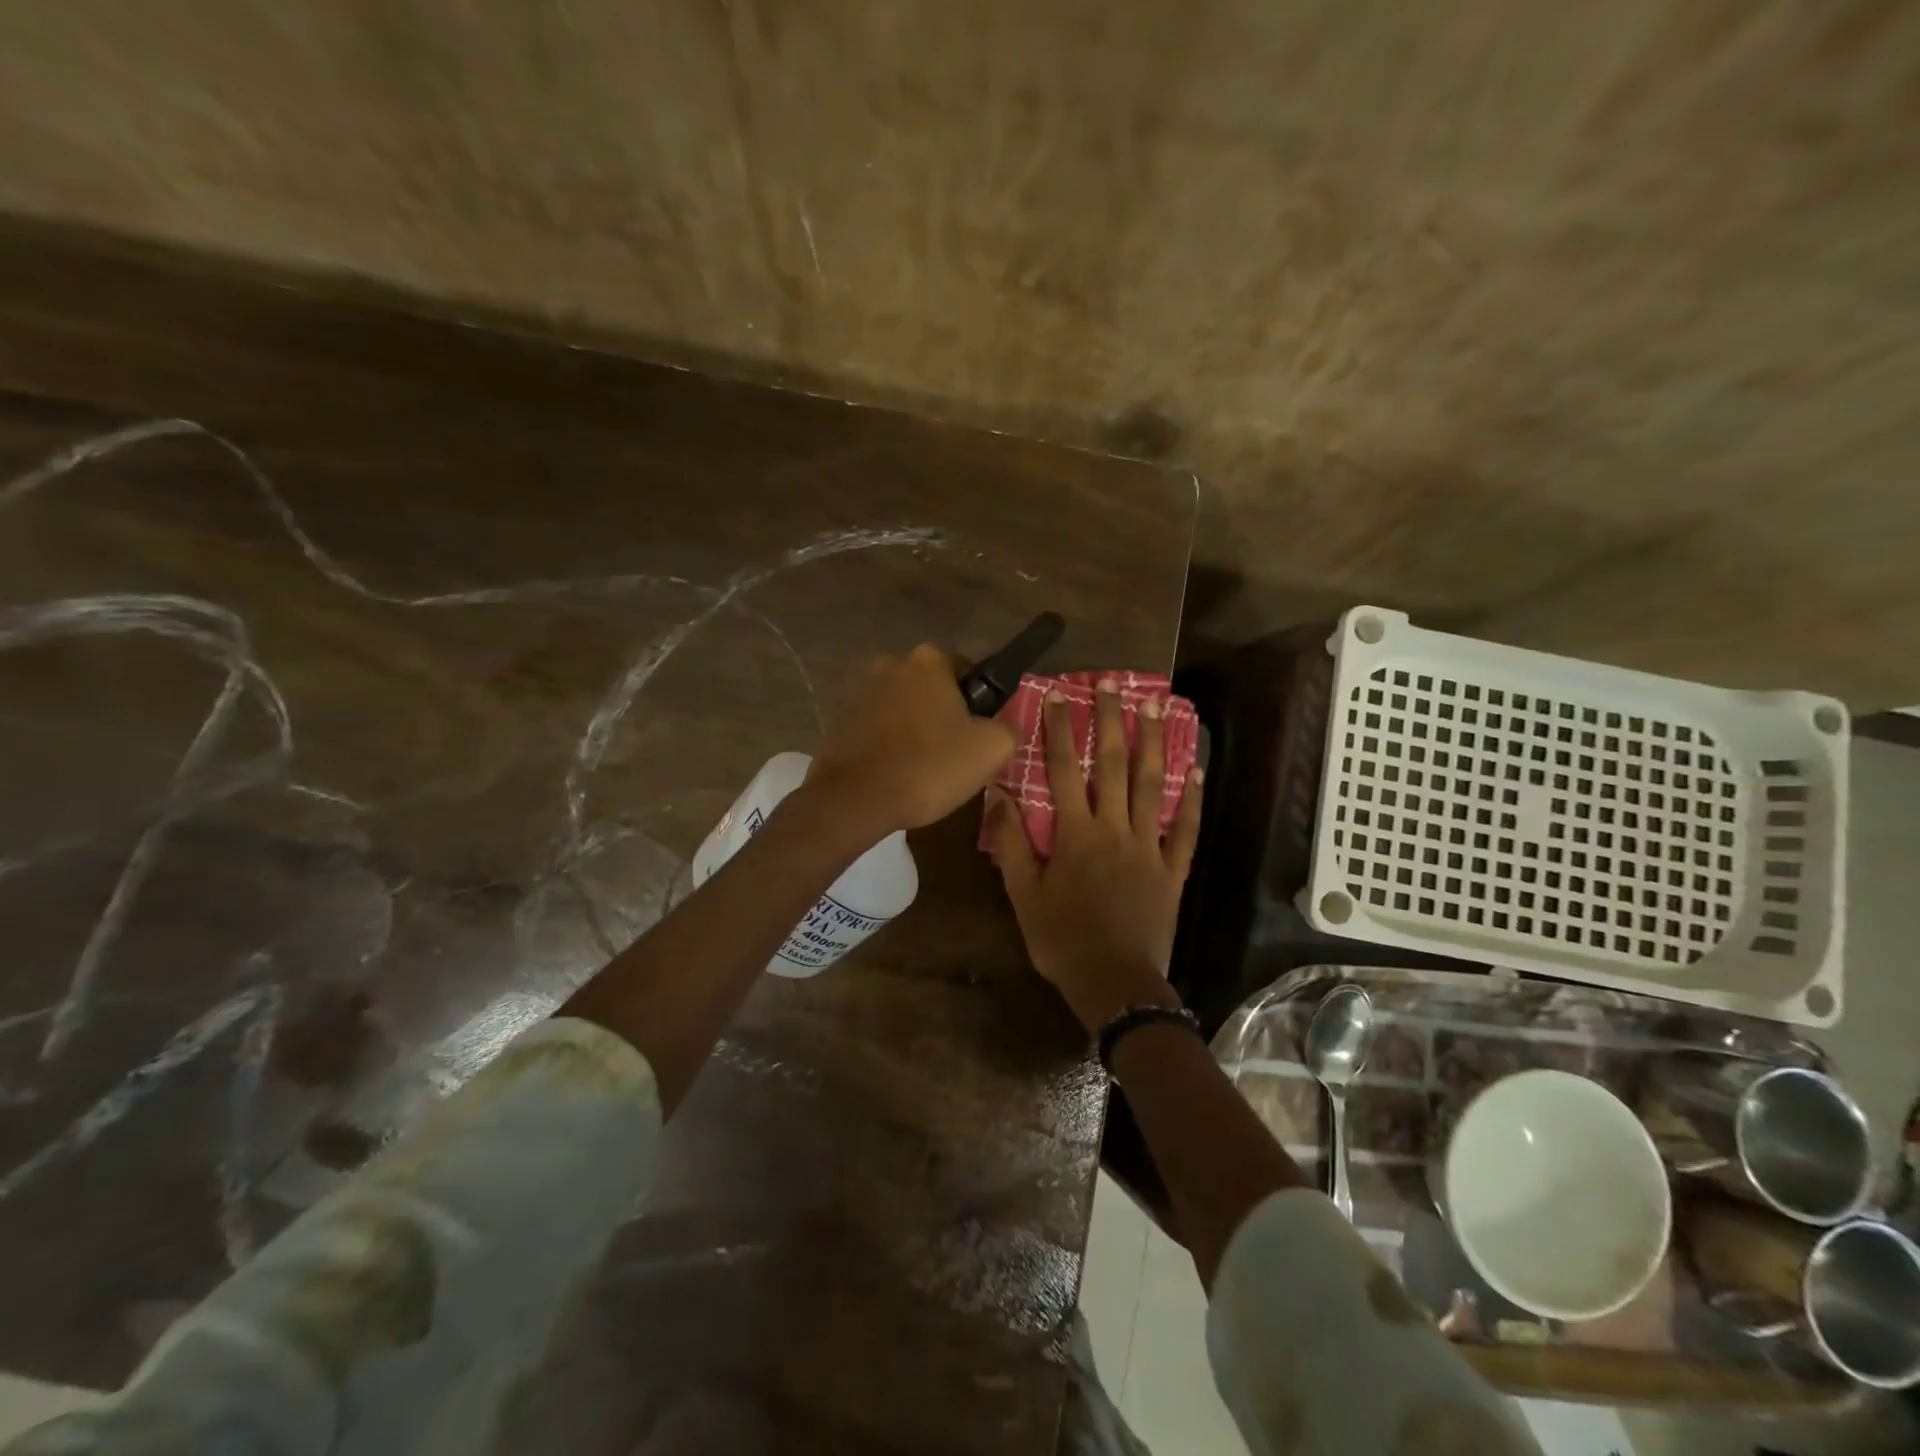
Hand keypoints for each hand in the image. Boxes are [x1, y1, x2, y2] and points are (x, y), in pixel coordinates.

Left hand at [807, 644, 1016, 835]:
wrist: (855, 799)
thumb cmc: (930, 766)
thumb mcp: (992, 748)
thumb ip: (1007, 727)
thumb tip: (999, 726)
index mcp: (929, 660)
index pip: (968, 672)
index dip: (979, 704)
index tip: (979, 735)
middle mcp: (891, 664)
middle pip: (933, 689)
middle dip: (945, 715)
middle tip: (956, 755)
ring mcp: (861, 692)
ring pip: (904, 709)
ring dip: (916, 730)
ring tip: (924, 770)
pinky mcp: (841, 721)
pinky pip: (879, 728)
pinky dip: (890, 745)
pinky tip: (897, 774)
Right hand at [985, 678, 1201, 1031]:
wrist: (1115, 985)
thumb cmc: (1062, 941)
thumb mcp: (1023, 895)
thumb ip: (1012, 843)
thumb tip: (998, 794)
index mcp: (1076, 835)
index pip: (1062, 771)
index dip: (1058, 730)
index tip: (1058, 695)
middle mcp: (1114, 829)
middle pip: (1112, 765)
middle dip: (1110, 721)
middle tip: (1113, 683)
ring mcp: (1149, 847)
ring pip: (1152, 786)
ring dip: (1153, 744)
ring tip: (1157, 706)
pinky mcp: (1173, 870)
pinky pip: (1185, 829)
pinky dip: (1191, 800)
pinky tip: (1196, 771)